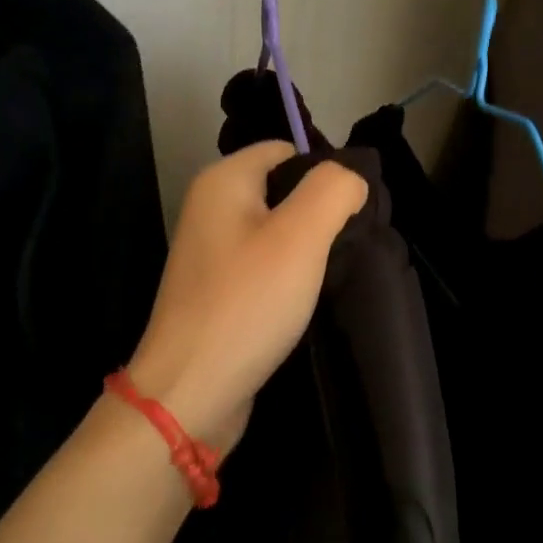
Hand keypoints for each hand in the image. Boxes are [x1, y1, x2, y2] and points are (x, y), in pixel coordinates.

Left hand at [127, 143, 366, 452]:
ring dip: (306, 250)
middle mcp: (209, 209)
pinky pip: (262, 267)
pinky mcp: (216, 291)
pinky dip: (286, 278)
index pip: (286, 151)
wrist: (190, 391)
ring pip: (275, 232)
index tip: (352, 214)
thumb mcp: (301, 235)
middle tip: (349, 246)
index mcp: (223, 181)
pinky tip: (305, 301)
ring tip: (333, 274)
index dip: (324, 174)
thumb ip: (333, 189)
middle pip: (282, 190)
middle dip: (319, 213)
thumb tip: (350, 179)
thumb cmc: (246, 303)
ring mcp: (210, 253)